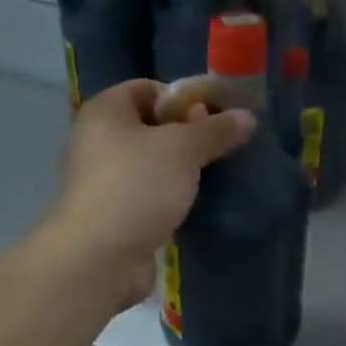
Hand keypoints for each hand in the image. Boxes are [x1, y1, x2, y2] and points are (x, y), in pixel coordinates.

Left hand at [43, 80, 254, 308]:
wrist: (99, 258)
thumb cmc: (137, 187)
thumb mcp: (184, 149)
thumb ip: (216, 130)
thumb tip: (247, 117)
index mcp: (106, 111)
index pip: (148, 88)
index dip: (183, 97)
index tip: (215, 117)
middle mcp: (98, 139)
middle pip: (152, 125)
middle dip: (188, 134)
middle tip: (220, 147)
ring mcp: (103, 179)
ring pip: (152, 162)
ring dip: (182, 168)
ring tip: (214, 175)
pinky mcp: (113, 212)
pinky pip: (148, 192)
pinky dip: (170, 195)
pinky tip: (195, 203)